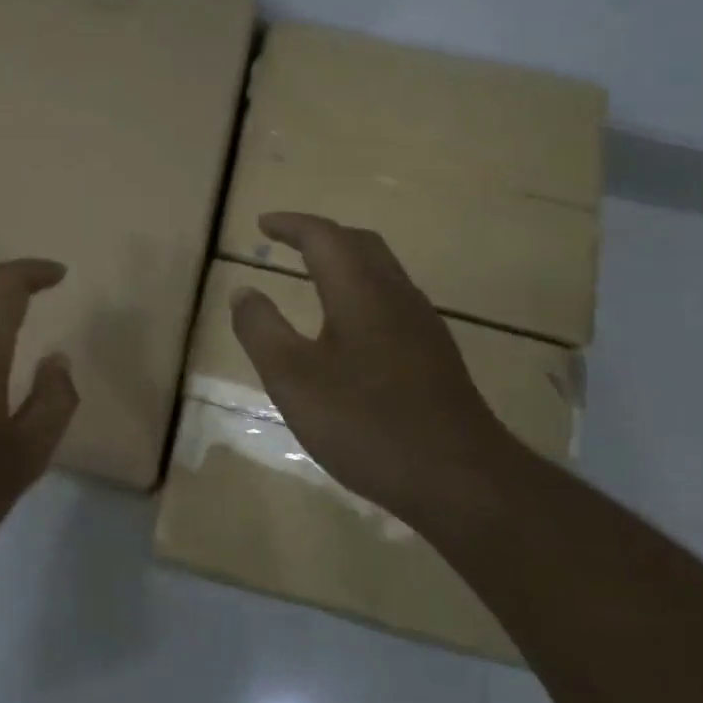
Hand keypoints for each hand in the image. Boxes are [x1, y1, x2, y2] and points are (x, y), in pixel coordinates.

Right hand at [229, 212, 519, 524]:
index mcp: (360, 292)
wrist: (459, 479)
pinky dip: (361, 290)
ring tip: (313, 275)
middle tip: (287, 241)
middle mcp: (396, 296)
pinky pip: (392, 300)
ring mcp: (422, 325)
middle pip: (360, 244)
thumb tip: (243, 291)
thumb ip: (261, 329)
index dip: (291, 225)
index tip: (262, 223)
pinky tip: (349, 326)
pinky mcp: (434, 354)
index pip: (324, 237)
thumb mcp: (292, 378)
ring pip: (381, 271)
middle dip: (320, 235)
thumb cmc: (365, 423)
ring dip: (344, 261)